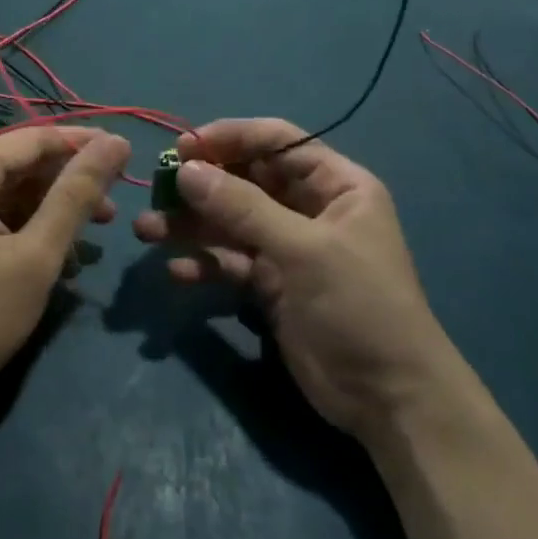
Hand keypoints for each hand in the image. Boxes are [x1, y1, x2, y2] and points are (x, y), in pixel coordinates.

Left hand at [0, 127, 129, 411]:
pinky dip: (14, 224)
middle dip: (64, 184)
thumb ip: (77, 194)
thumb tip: (116, 141)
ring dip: (43, 208)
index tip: (125, 154)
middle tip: (110, 211)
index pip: (34, 139)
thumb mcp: (36, 256)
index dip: (82, 144)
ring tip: (88, 236)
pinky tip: (46, 251)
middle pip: (15, 164)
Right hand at [133, 120, 441, 439]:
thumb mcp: (303, 250)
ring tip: (147, 230)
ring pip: (232, 221)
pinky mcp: (271, 284)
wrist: (389, 401)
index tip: (184, 147)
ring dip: (192, 224)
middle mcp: (309, 207)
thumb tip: (186, 170)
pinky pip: (231, 261)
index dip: (230, 137)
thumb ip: (243, 207)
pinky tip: (178, 272)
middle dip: (202, 184)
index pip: (277, 141)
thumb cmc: (359, 306)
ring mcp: (288, 247)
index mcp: (335, 184)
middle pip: (247, 180)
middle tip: (158, 188)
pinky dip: (206, 263)